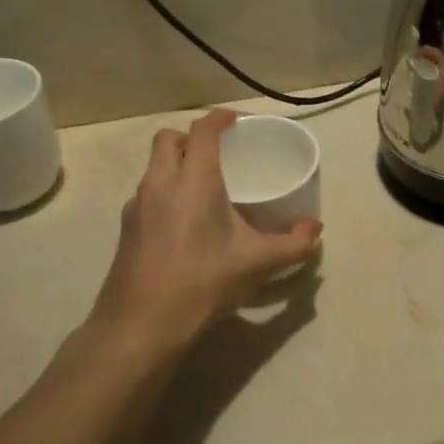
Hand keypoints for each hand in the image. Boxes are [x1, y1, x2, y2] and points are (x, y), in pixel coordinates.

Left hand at [86, 110, 321, 344]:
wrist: (141, 325)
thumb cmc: (203, 282)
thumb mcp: (258, 263)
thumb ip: (293, 244)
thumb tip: (316, 230)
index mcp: (193, 180)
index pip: (202, 131)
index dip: (219, 118)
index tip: (236, 121)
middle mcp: (160, 183)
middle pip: (168, 139)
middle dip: (192, 137)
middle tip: (219, 153)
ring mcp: (137, 206)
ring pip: (154, 166)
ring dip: (176, 164)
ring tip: (204, 186)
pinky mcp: (126, 229)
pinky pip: (147, 193)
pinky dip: (166, 191)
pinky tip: (185, 221)